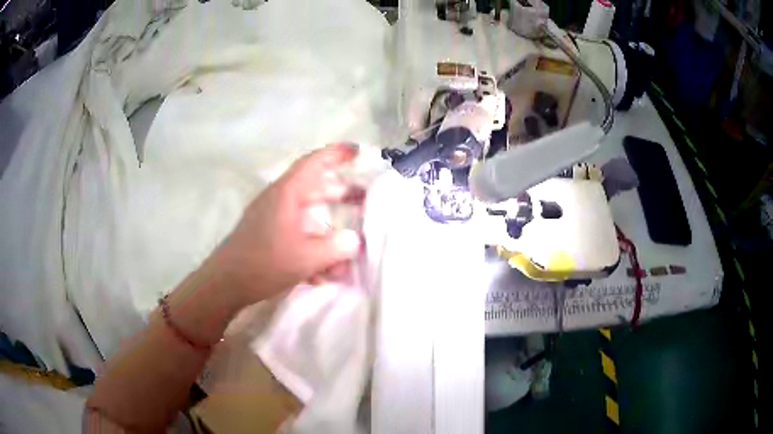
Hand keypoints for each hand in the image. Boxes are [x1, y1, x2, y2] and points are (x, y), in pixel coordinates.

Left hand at [214, 143, 363, 305]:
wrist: (226, 284)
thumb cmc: (264, 263)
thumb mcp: (306, 257)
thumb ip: (337, 248)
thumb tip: (355, 240)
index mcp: (286, 193)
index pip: (313, 163)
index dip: (336, 153)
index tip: (357, 150)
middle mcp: (280, 200)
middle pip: (316, 187)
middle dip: (342, 193)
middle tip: (367, 198)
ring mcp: (274, 218)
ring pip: (310, 214)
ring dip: (330, 228)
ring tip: (352, 243)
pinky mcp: (271, 236)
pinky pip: (300, 233)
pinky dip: (315, 246)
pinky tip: (328, 270)